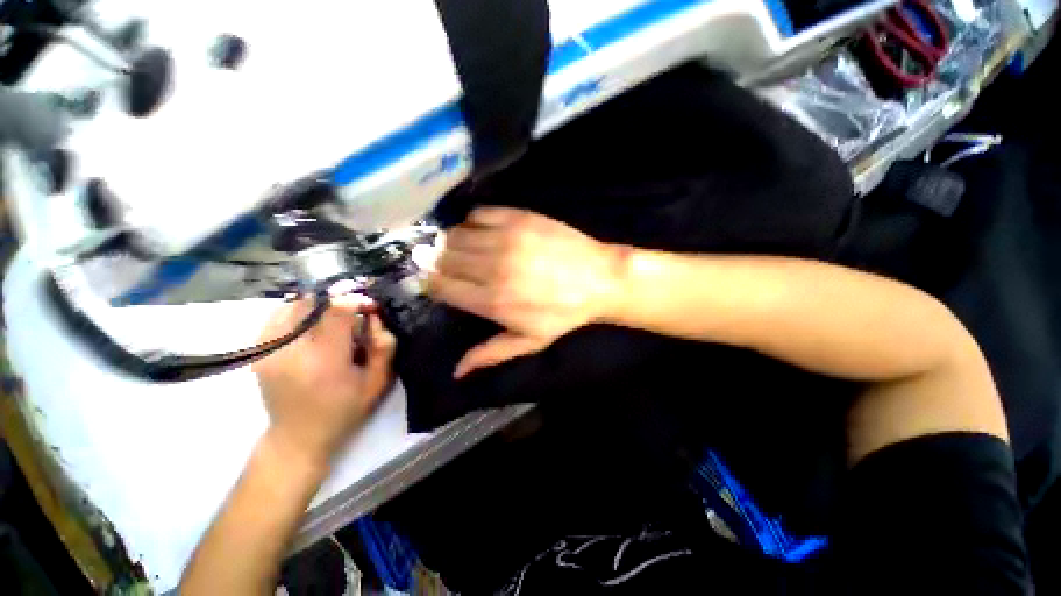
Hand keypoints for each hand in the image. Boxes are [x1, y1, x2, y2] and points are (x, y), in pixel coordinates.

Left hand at [253, 295, 395, 468]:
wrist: (298, 437)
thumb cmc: (345, 410)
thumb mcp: (377, 382)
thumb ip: (384, 346)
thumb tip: (375, 317)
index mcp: (325, 361)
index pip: (337, 311)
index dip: (356, 301)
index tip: (369, 307)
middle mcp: (291, 351)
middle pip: (314, 303)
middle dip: (338, 303)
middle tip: (352, 316)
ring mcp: (269, 350)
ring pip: (293, 305)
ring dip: (318, 306)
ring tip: (331, 321)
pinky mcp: (258, 352)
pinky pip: (276, 316)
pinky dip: (296, 312)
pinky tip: (308, 326)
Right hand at [428, 207, 622, 377]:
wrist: (600, 279)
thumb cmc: (564, 313)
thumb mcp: (530, 341)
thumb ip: (490, 354)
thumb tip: (456, 372)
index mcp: (492, 301)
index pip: (441, 287)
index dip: (432, 284)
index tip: (436, 283)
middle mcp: (492, 268)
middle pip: (444, 259)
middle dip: (441, 263)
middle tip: (451, 266)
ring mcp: (505, 239)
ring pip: (456, 235)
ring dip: (454, 243)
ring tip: (465, 250)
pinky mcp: (518, 217)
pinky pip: (478, 214)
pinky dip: (473, 222)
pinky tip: (483, 232)